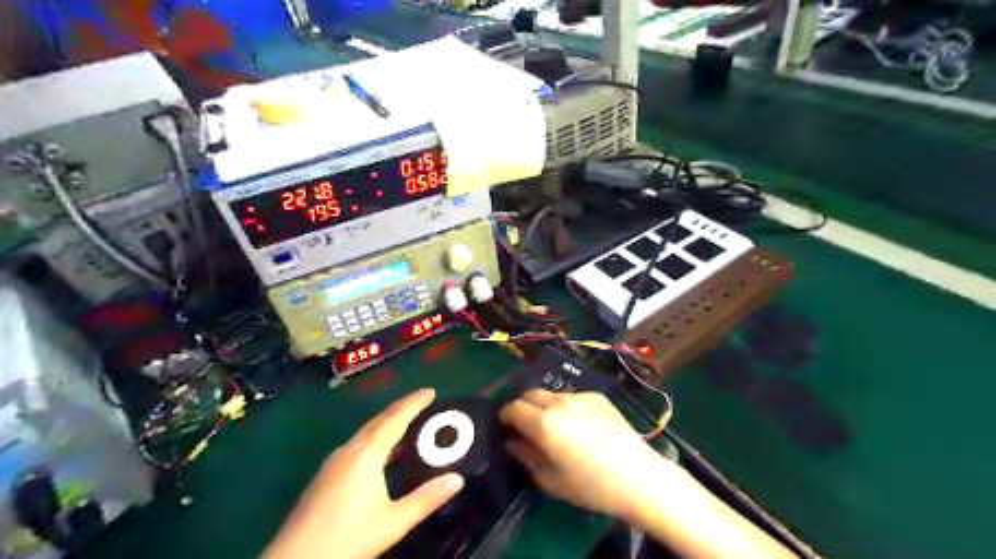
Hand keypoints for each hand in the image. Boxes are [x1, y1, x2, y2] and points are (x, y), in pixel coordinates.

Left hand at [265, 389, 467, 558]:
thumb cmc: (347, 539)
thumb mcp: (393, 522)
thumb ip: (426, 499)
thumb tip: (457, 479)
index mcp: (366, 454)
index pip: (395, 419)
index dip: (414, 403)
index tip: (431, 391)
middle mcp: (348, 450)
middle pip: (378, 420)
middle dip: (401, 408)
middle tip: (422, 402)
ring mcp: (333, 462)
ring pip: (365, 432)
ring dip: (387, 422)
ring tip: (406, 422)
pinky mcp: (325, 475)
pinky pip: (356, 444)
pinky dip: (374, 437)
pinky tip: (380, 452)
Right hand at [497, 391, 677, 521]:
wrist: (638, 477)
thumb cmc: (591, 486)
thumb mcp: (552, 480)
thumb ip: (527, 456)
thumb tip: (513, 442)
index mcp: (544, 423)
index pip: (513, 407)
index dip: (505, 416)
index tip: (505, 426)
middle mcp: (559, 402)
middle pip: (531, 394)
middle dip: (523, 406)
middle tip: (526, 426)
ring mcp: (580, 396)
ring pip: (552, 395)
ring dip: (545, 406)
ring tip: (555, 427)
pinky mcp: (598, 397)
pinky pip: (573, 398)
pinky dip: (567, 407)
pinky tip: (579, 426)